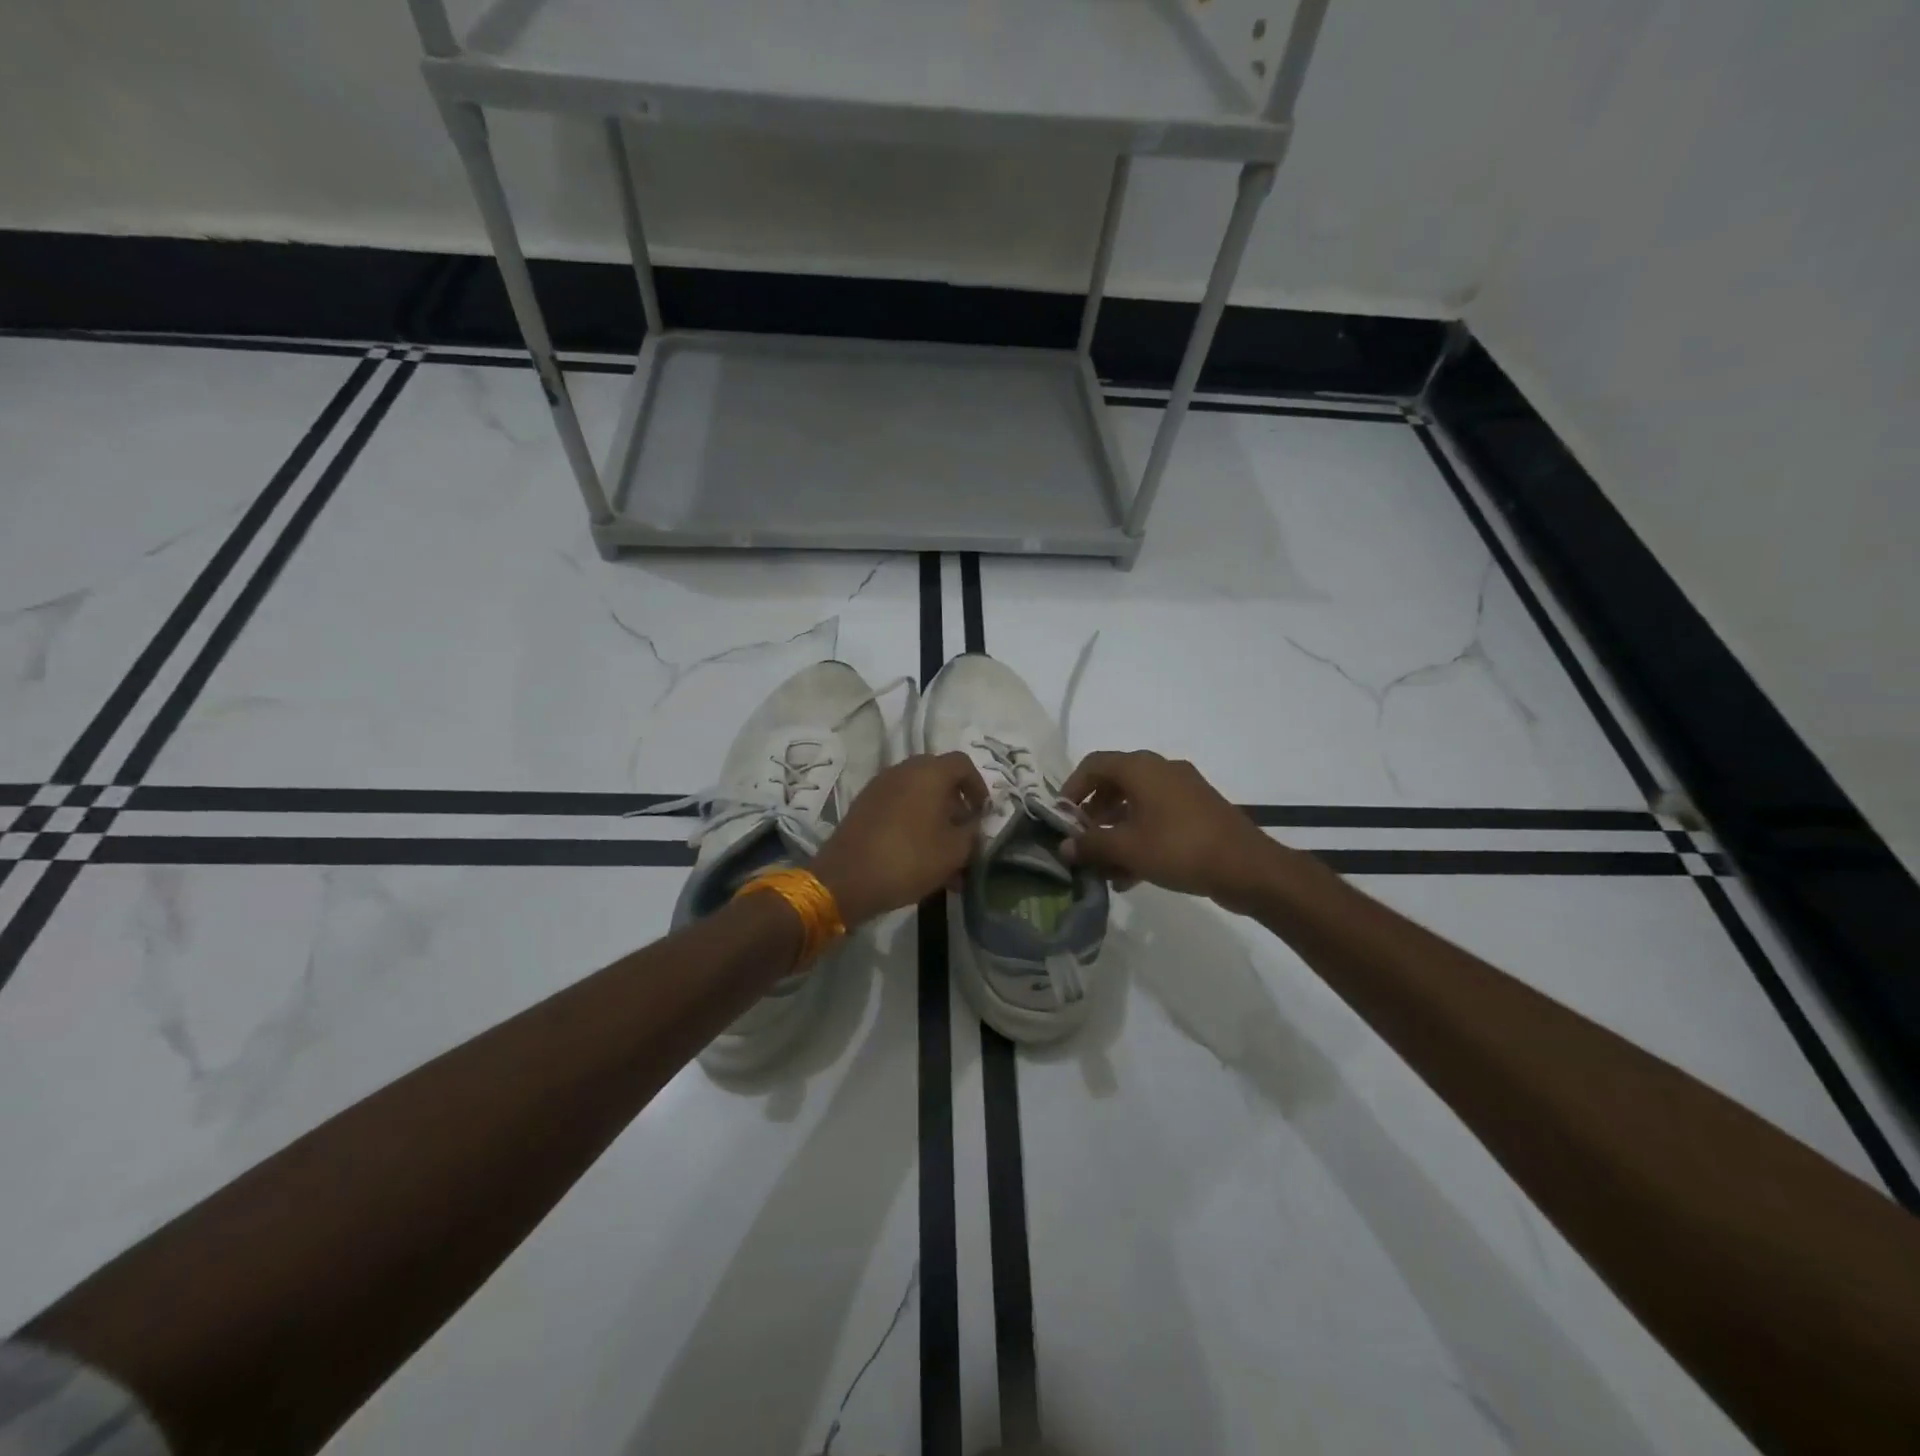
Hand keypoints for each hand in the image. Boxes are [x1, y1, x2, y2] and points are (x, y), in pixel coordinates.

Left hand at [810, 753, 987, 925]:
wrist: (846, 879)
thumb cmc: (909, 859)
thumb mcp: (954, 851)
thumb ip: (972, 832)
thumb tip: (973, 823)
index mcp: (929, 773)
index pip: (962, 763)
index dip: (978, 785)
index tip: (982, 812)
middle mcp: (903, 770)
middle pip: (937, 776)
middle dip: (955, 801)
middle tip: (963, 828)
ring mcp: (879, 787)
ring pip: (916, 794)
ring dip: (933, 815)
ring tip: (942, 850)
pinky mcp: (863, 805)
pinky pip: (897, 806)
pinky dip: (912, 821)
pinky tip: (918, 854)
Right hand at [1059, 750, 1283, 912]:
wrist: (1248, 868)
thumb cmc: (1180, 849)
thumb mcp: (1128, 849)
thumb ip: (1091, 845)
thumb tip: (1064, 846)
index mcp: (1141, 768)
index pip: (1093, 764)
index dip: (1072, 788)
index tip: (1061, 817)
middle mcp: (1161, 770)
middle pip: (1114, 784)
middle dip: (1093, 813)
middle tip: (1082, 841)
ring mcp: (1183, 790)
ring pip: (1136, 804)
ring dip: (1115, 831)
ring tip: (1103, 866)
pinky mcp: (1197, 812)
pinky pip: (1157, 818)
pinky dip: (1139, 838)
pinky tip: (1131, 875)